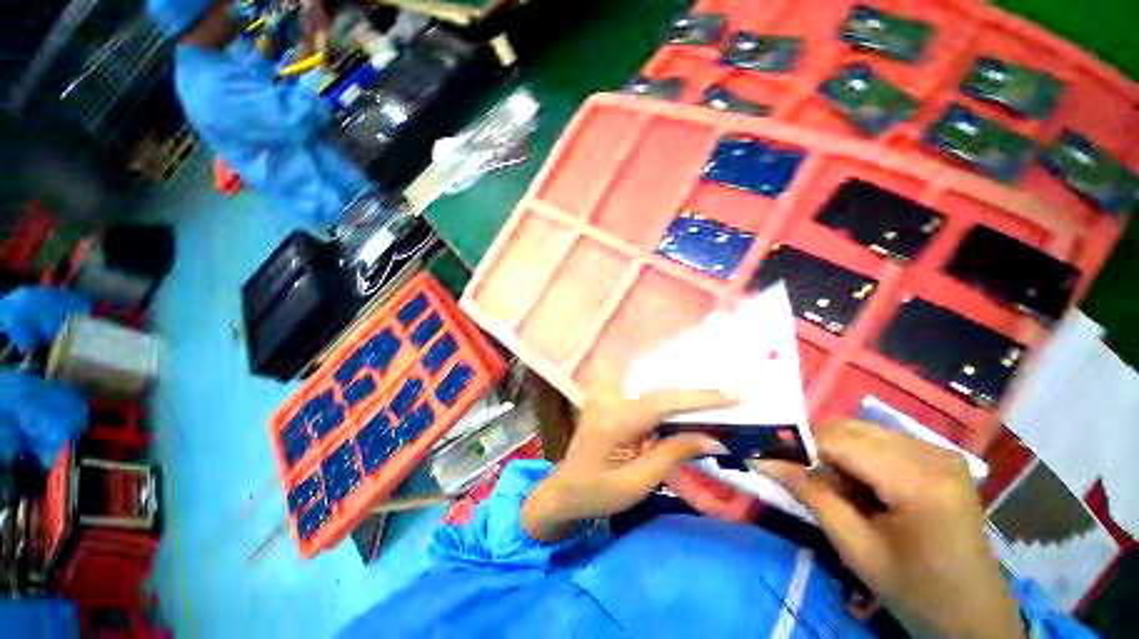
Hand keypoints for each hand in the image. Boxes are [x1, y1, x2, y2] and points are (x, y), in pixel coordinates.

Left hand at [522, 389, 735, 541]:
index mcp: (615, 422)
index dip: (698, 398)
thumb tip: (712, 438)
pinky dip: (666, 400)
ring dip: (682, 396)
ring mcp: (606, 398)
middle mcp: (609, 401)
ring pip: (651, 391)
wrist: (564, 490)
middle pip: (658, 393)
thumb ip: (672, 454)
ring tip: (714, 399)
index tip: (733, 394)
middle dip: (695, 397)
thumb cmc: (597, 493)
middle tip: (731, 397)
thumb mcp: (637, 482)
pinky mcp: (607, 401)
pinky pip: (642, 396)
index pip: (661, 403)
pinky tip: (682, 404)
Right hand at [757, 421, 1023, 638]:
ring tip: (837, 489)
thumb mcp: (856, 549)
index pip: (838, 439)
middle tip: (802, 478)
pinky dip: (857, 455)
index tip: (767, 457)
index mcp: (918, 481)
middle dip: (816, 448)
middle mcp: (932, 453)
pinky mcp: (940, 456)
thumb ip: (811, 496)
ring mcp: (940, 451)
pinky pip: (880, 440)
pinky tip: (863, 487)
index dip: (797, 444)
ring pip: (861, 430)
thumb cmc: (916, 592)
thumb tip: (762, 460)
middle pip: (849, 428)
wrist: (973, 614)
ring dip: (836, 452)